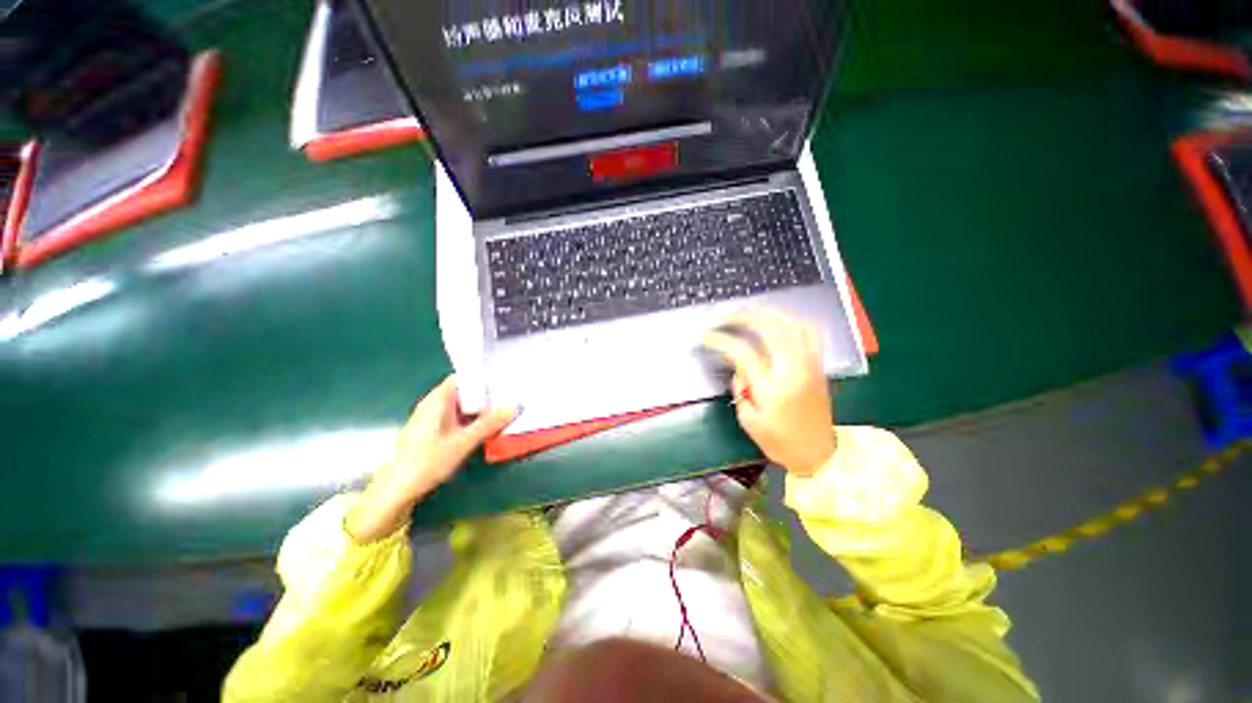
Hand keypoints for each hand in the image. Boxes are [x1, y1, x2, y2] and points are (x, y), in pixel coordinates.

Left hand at [346, 375, 518, 542]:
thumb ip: (490, 423)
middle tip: (512, 397)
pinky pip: (459, 418)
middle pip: (466, 392)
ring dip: (482, 410)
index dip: (484, 377)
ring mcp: (434, 418)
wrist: (396, 491)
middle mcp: (435, 404)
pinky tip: (489, 427)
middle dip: (488, 395)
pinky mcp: (435, 431)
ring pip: (463, 406)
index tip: (506, 381)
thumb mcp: (463, 442)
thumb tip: (516, 406)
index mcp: (438, 399)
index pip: (464, 377)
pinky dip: (473, 420)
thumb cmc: (427, 461)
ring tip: (506, 410)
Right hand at [702, 308, 836, 477]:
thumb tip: (740, 368)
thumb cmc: (779, 442)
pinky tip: (777, 320)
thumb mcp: (749, 420)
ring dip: (768, 313)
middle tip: (726, 315)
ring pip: (793, 325)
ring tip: (749, 311)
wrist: (818, 454)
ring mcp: (809, 365)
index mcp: (772, 388)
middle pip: (770, 329)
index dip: (722, 340)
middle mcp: (792, 370)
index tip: (707, 335)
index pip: (743, 352)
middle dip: (744, 316)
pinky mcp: (818, 365)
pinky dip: (791, 320)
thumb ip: (740, 389)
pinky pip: (809, 332)